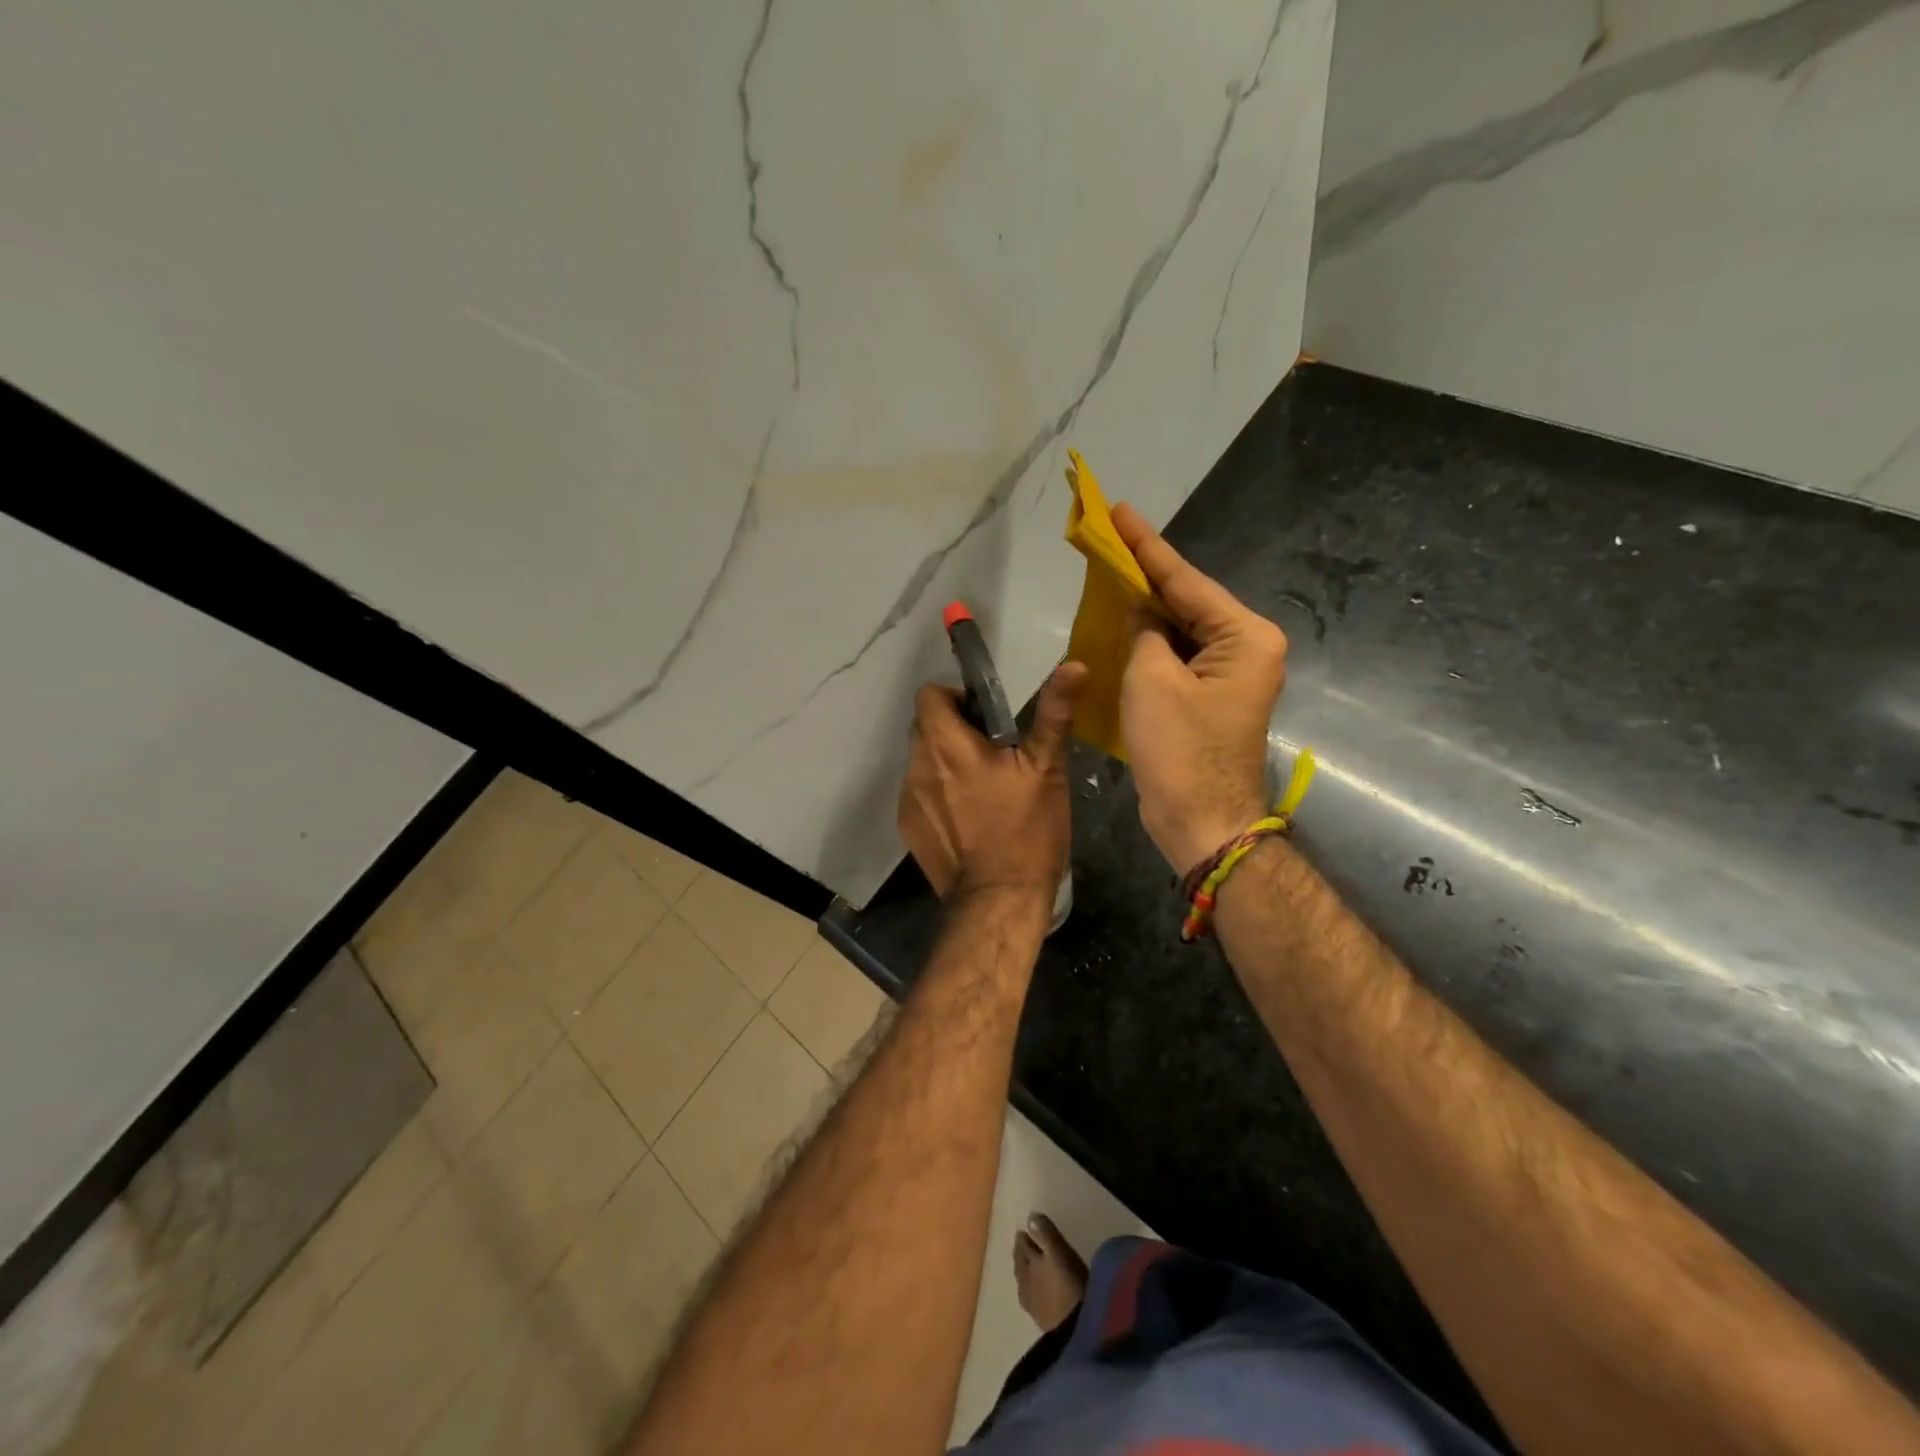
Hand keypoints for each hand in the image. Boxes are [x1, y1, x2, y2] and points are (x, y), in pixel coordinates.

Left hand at [898, 662, 1088, 905]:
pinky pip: (918, 793)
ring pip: (920, 761)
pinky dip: (937, 793)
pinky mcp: (908, 827)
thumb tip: (1073, 665)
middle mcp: (918, 766)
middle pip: (923, 727)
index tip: (982, 716)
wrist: (998, 899)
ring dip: (943, 762)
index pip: (928, 695)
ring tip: (979, 787)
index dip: (954, 697)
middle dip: (951, 729)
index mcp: (948, 745)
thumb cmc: (1027, 831)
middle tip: (989, 751)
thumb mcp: (1046, 769)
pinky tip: (966, 817)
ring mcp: (908, 799)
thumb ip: (1054, 714)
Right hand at [1112, 502, 1287, 875]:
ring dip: (1146, 609)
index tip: (1120, 510)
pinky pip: (1178, 657)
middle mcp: (1246, 649)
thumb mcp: (1152, 679)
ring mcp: (1230, 675)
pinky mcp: (1211, 697)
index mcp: (1245, 637)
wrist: (1201, 820)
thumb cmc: (1179, 749)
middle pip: (1188, 601)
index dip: (1147, 546)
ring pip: (1181, 629)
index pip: (1187, 580)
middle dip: (1147, 574)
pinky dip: (1150, 643)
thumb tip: (1143, 614)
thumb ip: (1145, 632)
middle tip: (1109, 538)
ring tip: (1111, 572)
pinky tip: (1123, 623)